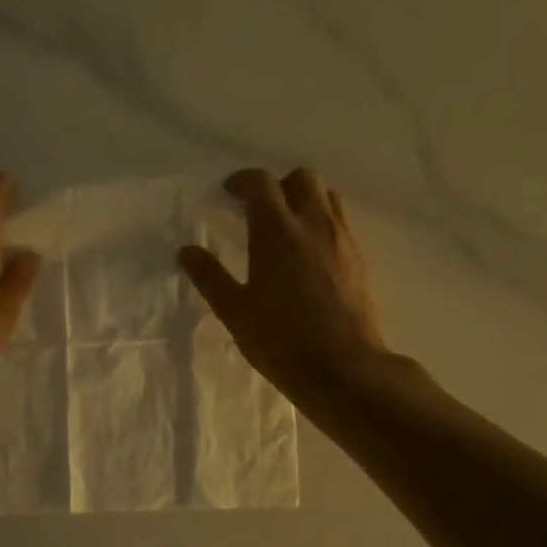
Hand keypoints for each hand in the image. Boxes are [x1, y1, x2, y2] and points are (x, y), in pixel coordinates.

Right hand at [179, 168, 388, 404]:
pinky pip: (341, 221)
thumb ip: (210, 276)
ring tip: (287, 226)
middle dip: (278, 185)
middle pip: (302, 178)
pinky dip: (323, 222)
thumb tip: (186, 251)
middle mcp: (313, 223)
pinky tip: (310, 252)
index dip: (242, 181)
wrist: (344, 368)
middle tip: (259, 208)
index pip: (260, 183)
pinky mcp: (360, 258)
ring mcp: (342, 239)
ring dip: (305, 199)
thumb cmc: (281, 340)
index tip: (228, 193)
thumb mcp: (235, 311)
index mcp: (276, 230)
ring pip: (327, 196)